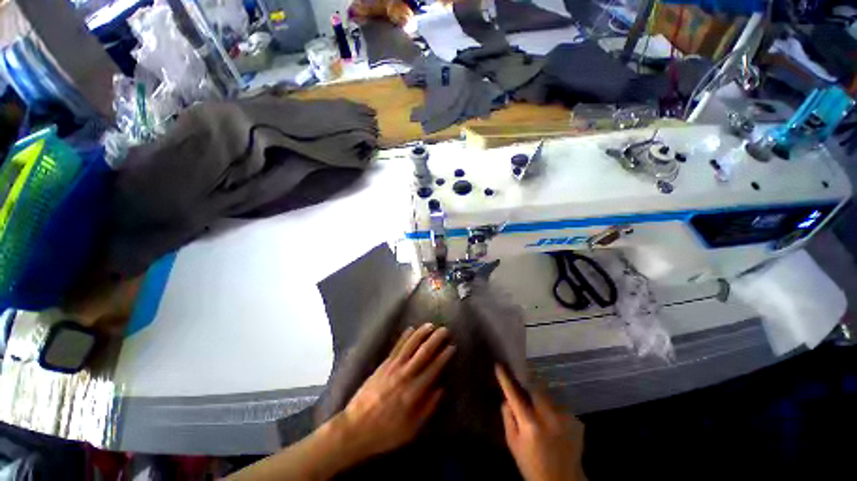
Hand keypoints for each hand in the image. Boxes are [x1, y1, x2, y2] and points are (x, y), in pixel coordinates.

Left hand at [336, 323, 455, 460]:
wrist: (355, 428)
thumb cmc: (386, 432)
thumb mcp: (412, 429)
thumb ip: (428, 407)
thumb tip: (441, 388)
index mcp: (414, 391)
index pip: (434, 368)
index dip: (444, 356)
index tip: (452, 346)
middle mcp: (405, 374)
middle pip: (424, 352)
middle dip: (436, 339)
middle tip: (445, 330)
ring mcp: (393, 367)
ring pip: (410, 345)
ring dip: (421, 333)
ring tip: (431, 325)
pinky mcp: (383, 364)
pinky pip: (396, 347)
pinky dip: (404, 337)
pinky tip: (410, 329)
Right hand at [495, 365, 586, 480]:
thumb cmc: (532, 464)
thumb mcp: (513, 444)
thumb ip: (508, 418)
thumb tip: (508, 399)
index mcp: (530, 424)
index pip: (514, 395)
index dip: (506, 379)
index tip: (499, 366)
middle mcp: (549, 417)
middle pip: (536, 387)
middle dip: (529, 385)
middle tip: (525, 390)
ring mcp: (565, 418)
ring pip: (549, 394)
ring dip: (542, 396)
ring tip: (541, 411)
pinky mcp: (576, 420)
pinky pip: (560, 404)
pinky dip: (554, 408)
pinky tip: (553, 422)